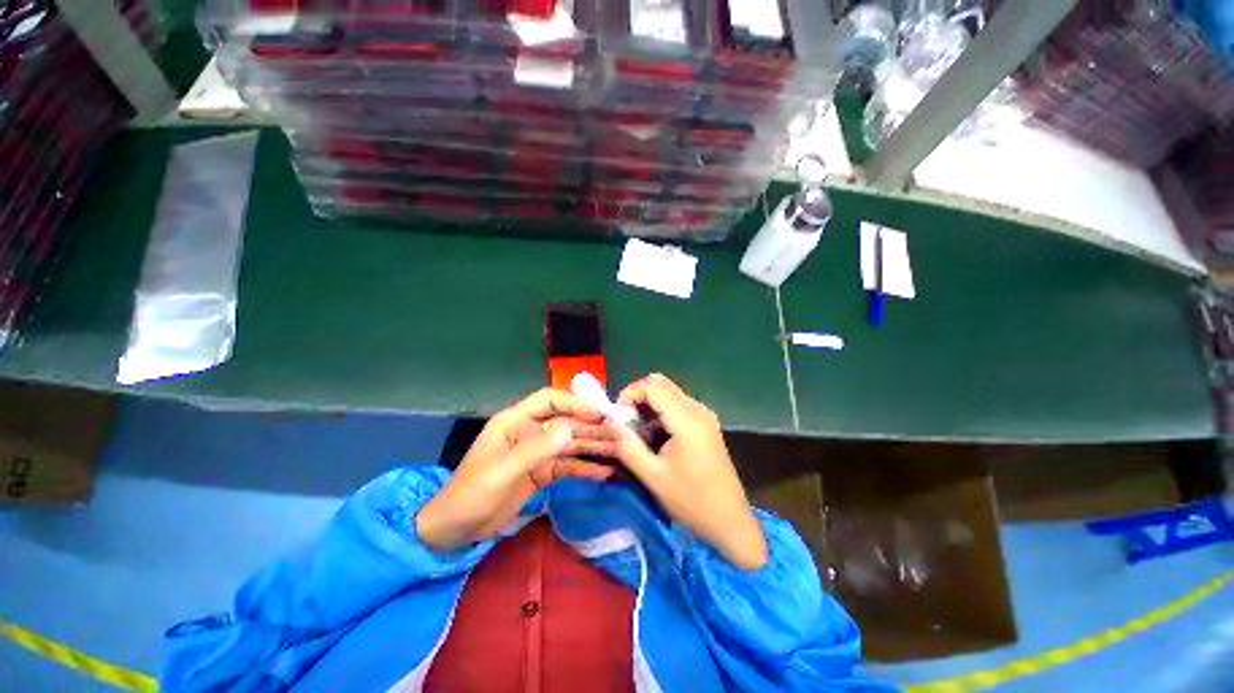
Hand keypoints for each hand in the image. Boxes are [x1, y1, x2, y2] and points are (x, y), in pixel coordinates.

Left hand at [417, 388, 619, 551]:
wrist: (454, 531)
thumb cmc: (472, 494)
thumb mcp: (503, 472)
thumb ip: (536, 449)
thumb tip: (571, 428)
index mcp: (515, 421)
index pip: (549, 400)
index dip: (574, 403)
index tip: (598, 413)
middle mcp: (530, 431)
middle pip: (566, 422)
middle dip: (591, 426)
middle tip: (618, 432)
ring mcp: (537, 452)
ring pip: (570, 444)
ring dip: (593, 446)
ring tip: (619, 449)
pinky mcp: (542, 473)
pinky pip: (568, 466)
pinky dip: (585, 469)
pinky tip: (605, 472)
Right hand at [609, 374, 767, 570]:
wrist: (729, 521)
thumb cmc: (691, 501)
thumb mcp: (653, 476)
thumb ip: (628, 446)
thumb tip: (609, 423)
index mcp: (686, 419)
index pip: (653, 386)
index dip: (630, 393)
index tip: (617, 415)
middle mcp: (697, 409)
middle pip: (661, 384)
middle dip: (638, 396)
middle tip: (625, 421)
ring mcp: (704, 415)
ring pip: (669, 393)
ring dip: (648, 404)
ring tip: (637, 431)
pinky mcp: (705, 424)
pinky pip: (677, 405)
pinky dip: (660, 412)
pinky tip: (655, 436)